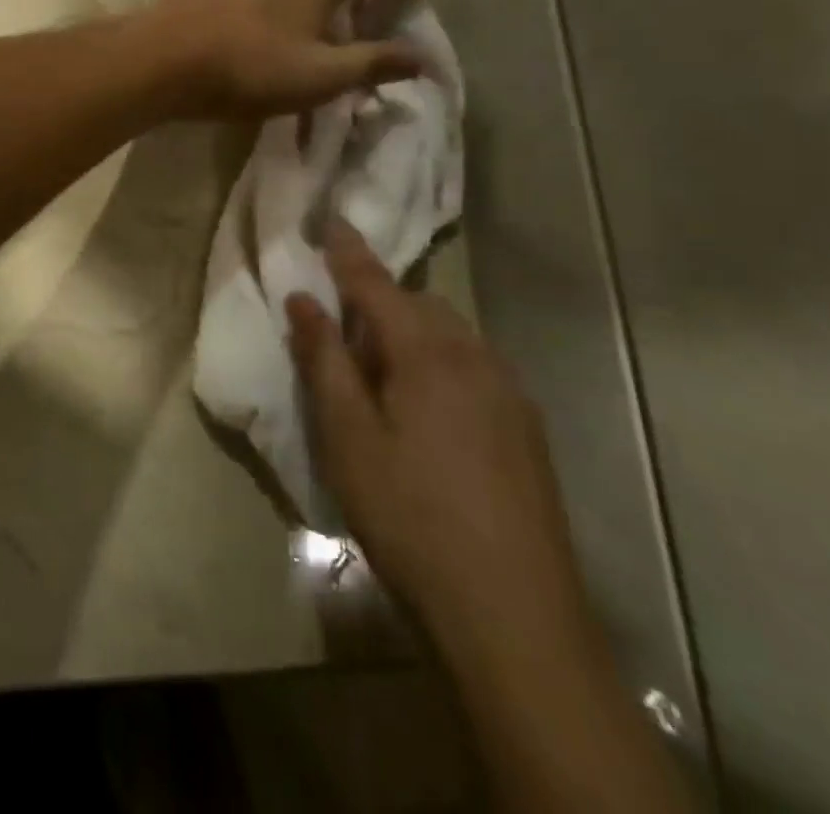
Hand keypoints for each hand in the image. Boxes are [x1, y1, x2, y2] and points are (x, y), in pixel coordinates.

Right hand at [288, 221, 591, 654]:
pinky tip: (427, 411)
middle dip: (379, 302)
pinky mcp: (525, 427)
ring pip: (450, 335)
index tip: (330, 217)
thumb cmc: (411, 515)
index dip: (348, 250)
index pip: (377, 283)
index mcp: (427, 352)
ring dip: (410, 334)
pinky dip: (440, 363)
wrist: (514, 613)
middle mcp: (474, 357)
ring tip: (380, 373)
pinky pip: (473, 366)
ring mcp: (508, 392)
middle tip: (342, 329)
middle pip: (418, 305)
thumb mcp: (348, 438)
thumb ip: (325, 360)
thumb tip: (304, 300)